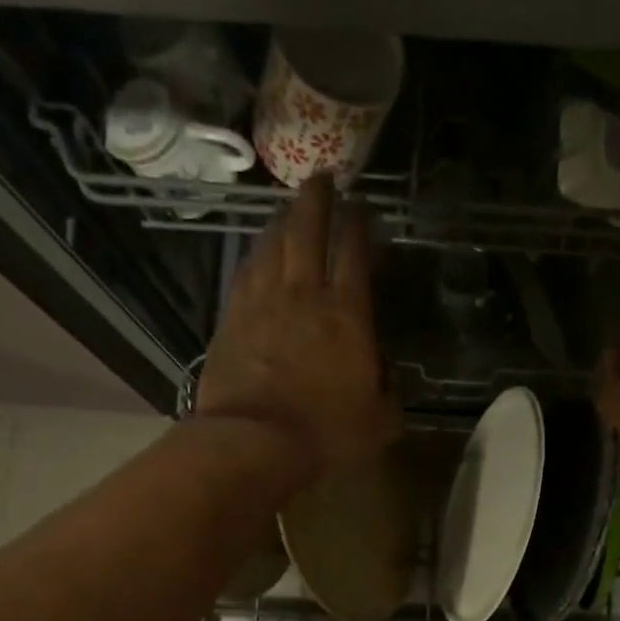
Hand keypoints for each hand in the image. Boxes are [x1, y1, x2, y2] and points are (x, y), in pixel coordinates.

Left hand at [196, 175, 400, 476]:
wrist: (254, 443)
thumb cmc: (326, 434)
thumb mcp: (381, 420)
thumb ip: (388, 387)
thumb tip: (382, 366)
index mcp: (348, 314)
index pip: (355, 253)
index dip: (359, 225)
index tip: (362, 207)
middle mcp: (304, 295)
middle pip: (308, 231)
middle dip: (317, 199)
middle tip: (322, 177)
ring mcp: (263, 303)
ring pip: (272, 244)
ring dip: (283, 221)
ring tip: (289, 208)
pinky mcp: (232, 319)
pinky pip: (245, 272)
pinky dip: (256, 255)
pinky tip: (257, 252)